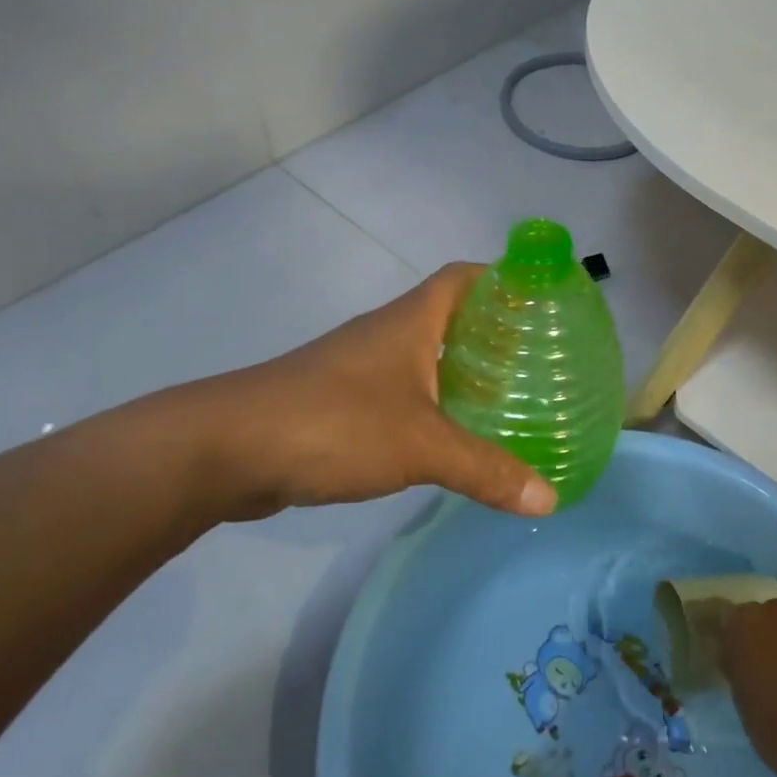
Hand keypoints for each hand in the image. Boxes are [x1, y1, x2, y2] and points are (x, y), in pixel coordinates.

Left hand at [141, 264, 557, 525]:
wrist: (227, 450)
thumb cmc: (334, 424)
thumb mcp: (422, 446)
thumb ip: (486, 470)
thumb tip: (549, 499)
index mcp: (410, 322)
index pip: (464, 277)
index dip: (503, 279)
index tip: (543, 302)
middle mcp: (386, 335)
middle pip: (450, 317)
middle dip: (494, 333)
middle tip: (540, 361)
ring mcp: (359, 369)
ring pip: (425, 358)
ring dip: (463, 372)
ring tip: (509, 398)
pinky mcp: (341, 403)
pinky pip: (402, 393)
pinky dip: (432, 405)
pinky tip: (451, 436)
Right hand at [722, 600, 776, 773]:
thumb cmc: (774, 724)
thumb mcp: (741, 697)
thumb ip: (738, 667)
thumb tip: (737, 658)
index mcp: (746, 622)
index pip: (733, 620)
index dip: (737, 639)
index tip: (738, 659)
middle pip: (770, 616)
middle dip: (769, 636)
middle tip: (769, 667)